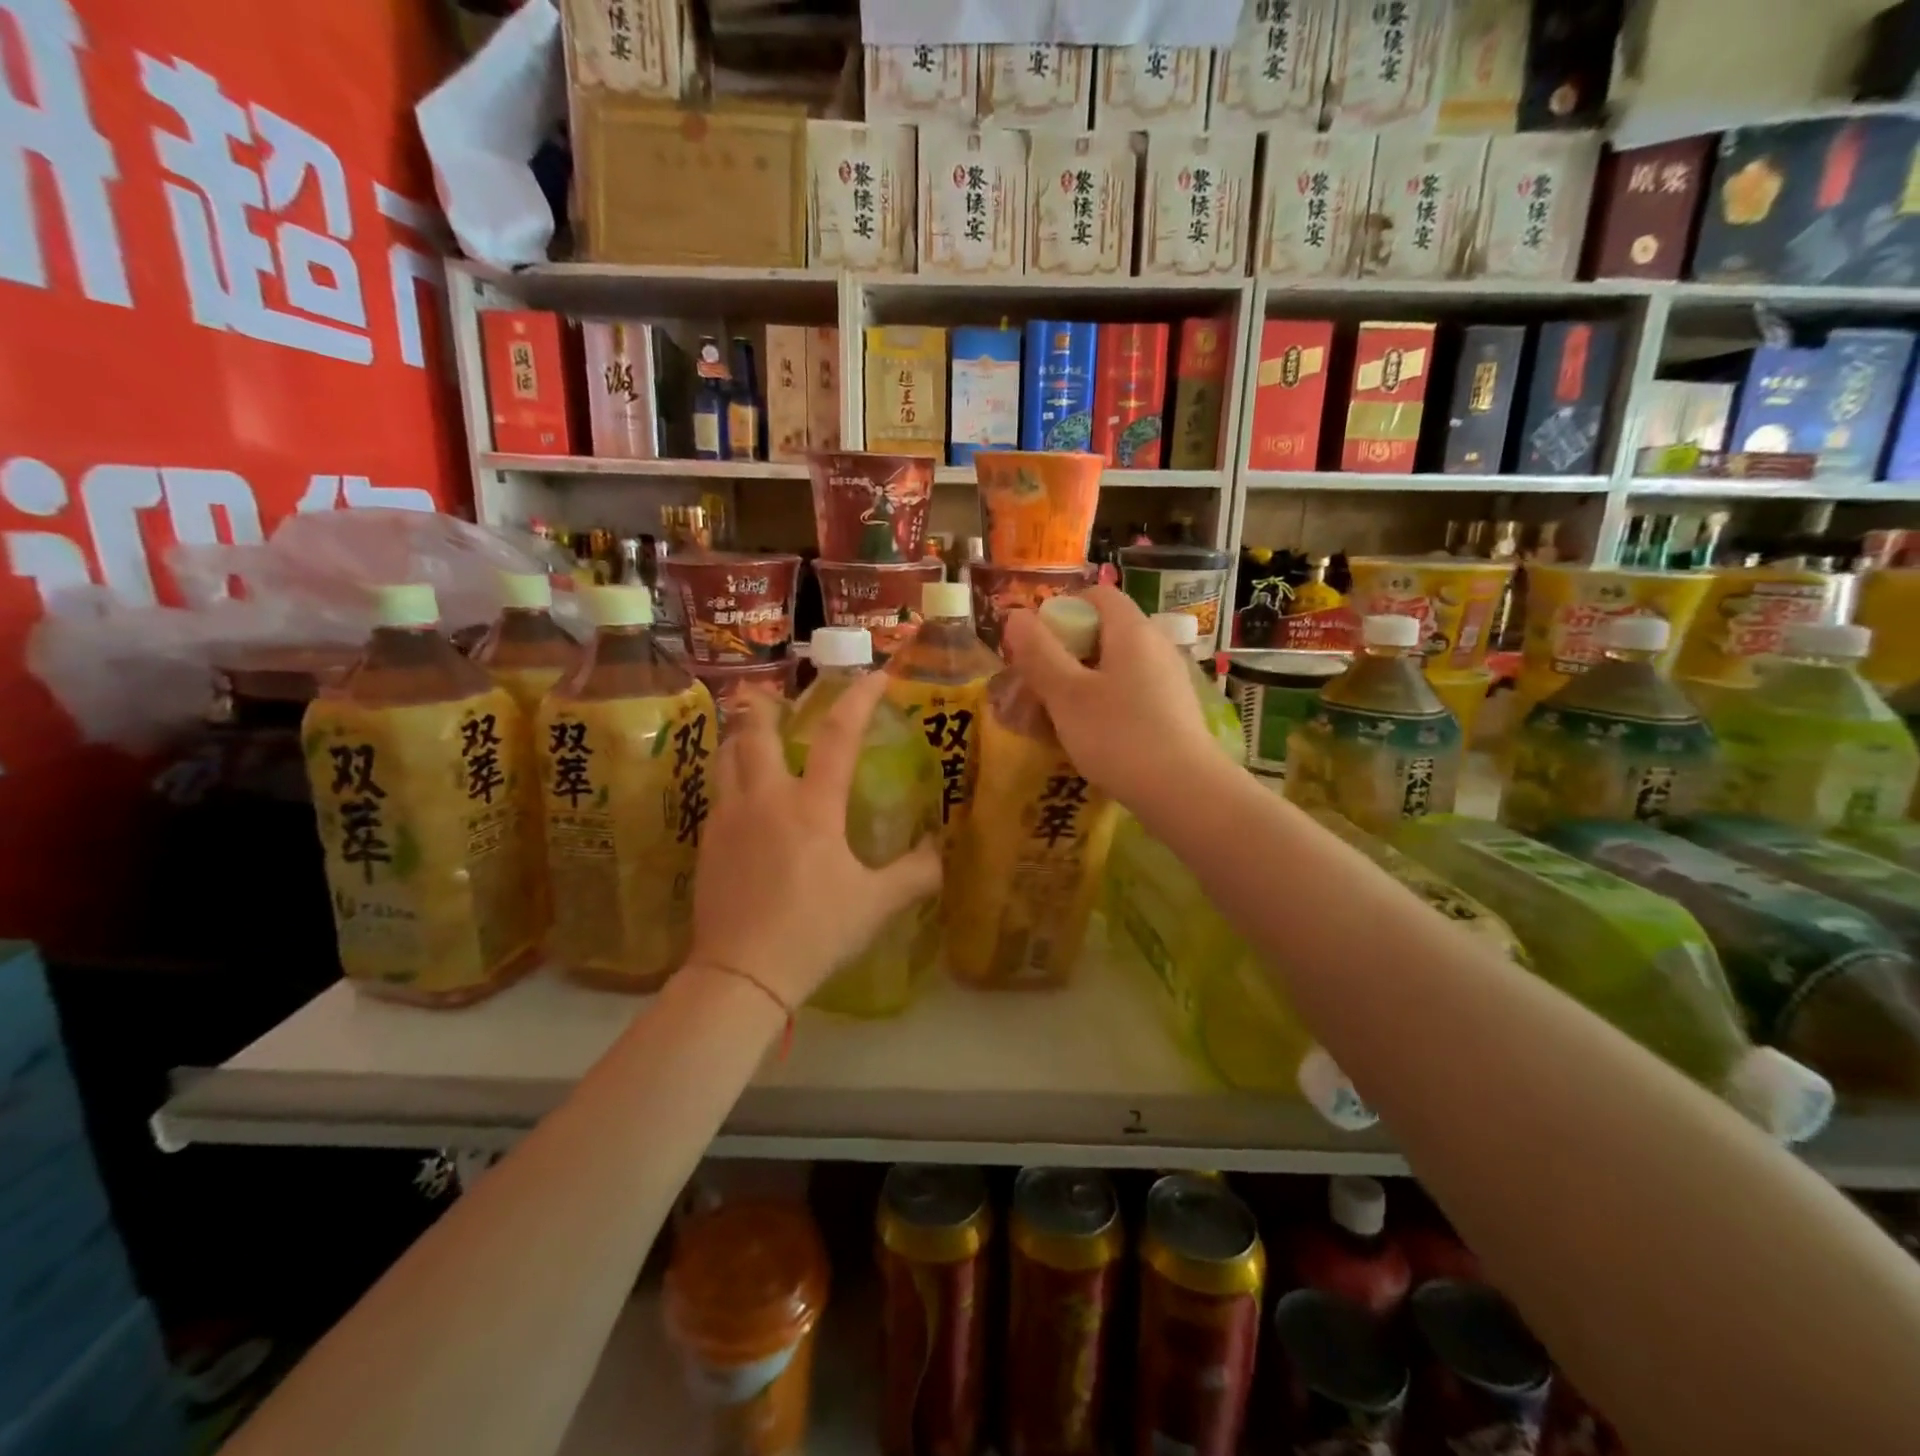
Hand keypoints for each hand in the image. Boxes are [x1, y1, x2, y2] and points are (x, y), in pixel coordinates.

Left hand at [688, 670, 941, 1009]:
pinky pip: (717, 794)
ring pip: (725, 759)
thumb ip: (915, 875)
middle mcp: (765, 799)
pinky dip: (730, 779)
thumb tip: (937, 852)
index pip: (838, 736)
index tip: (874, 676)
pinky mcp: (706, 844)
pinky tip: (742, 799)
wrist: (740, 974)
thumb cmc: (814, 932)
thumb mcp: (876, 905)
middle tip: (771, 695)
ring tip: (750, 734)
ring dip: (740, 738)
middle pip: (754, 732)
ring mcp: (728, 820)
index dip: (858, 699)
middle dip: (763, 705)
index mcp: (812, 807)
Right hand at [1001, 585, 1221, 806]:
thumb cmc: (1119, 736)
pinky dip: (1104, 706)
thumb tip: (1016, 615)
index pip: (1097, 595)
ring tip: (1056, 719)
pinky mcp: (1174, 711)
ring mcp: (1169, 680)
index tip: (1036, 644)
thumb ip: (1039, 653)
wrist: (1185, 793)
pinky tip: (1089, 738)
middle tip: (1037, 687)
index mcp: (1132, 631)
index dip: (1062, 610)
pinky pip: (1131, 694)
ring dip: (1081, 685)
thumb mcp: (1067, 695)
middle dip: (1065, 655)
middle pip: (1104, 632)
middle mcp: (1156, 646)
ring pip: (1115, 668)